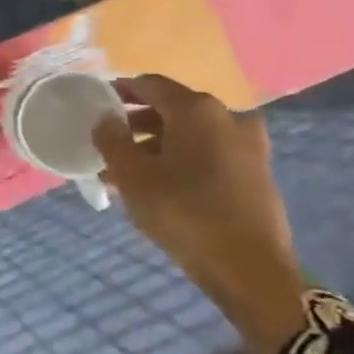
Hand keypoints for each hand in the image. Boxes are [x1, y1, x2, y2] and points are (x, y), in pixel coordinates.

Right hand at [93, 75, 308, 353]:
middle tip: (108, 143)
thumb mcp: (132, 176)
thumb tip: (105, 119)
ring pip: (190, 135)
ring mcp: (247, 145)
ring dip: (156, 146)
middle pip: (172, 109)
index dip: (121, 90)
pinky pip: (208, 154)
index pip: (151, 84)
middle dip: (136, 123)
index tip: (98, 103)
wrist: (249, 268)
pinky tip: (156, 186)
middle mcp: (227, 117)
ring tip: (124, 172)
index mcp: (197, 109)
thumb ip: (112, 140)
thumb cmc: (183, 212)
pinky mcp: (255, 172)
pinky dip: (180, 160)